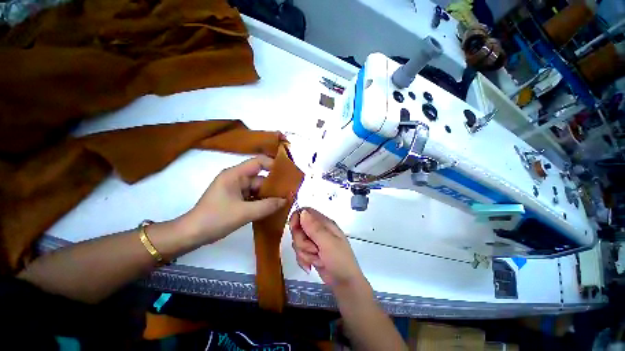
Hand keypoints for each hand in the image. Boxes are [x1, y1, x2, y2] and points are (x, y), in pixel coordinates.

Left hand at [182, 156, 286, 243]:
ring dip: (269, 196)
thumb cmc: (216, 219)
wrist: (192, 235)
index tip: (288, 174)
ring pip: (258, 189)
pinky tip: (273, 208)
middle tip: (290, 193)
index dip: (274, 165)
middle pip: (261, 178)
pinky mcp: (236, 199)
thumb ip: (268, 206)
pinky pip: (253, 197)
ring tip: (285, 201)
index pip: (259, 162)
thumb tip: (286, 200)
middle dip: (274, 186)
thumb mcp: (244, 212)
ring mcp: (236, 189)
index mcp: (235, 175)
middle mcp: (237, 179)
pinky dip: (262, 202)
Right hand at [289, 208, 364, 288]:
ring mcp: (314, 241)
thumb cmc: (339, 260)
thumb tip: (302, 212)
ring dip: (304, 253)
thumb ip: (315, 228)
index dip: (296, 218)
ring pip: (297, 241)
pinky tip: (311, 266)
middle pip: (298, 228)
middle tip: (314, 249)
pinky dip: (303, 260)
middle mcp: (318, 230)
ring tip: (317, 258)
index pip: (305, 212)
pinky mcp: (310, 252)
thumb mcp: (328, 243)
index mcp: (324, 223)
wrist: (344, 283)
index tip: (294, 229)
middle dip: (302, 241)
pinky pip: (299, 252)